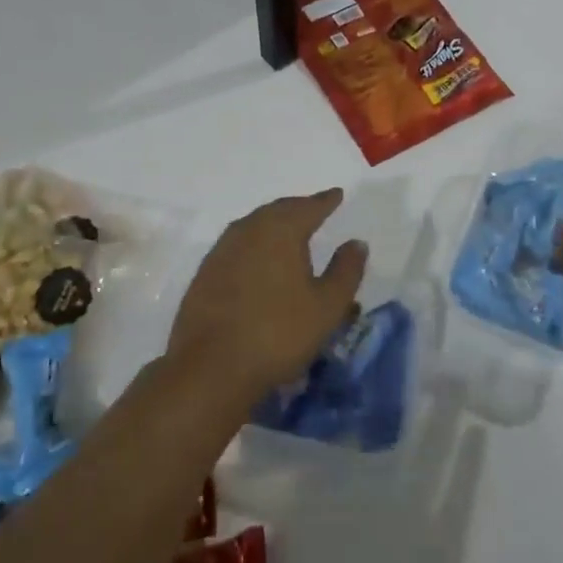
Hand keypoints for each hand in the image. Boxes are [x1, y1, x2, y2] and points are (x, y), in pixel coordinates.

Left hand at [165, 189, 367, 405]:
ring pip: (254, 225)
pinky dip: (254, 244)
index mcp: (281, 230)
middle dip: (299, 208)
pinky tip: (258, 259)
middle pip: (279, 210)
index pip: (309, 207)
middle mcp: (249, 229)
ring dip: (274, 224)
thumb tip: (356, 243)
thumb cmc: (278, 333)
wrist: (210, 367)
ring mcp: (222, 249)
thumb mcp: (327, 306)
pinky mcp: (205, 272)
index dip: (326, 201)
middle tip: (314, 209)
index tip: (336, 194)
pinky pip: (237, 245)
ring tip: (288, 231)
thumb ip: (346, 271)